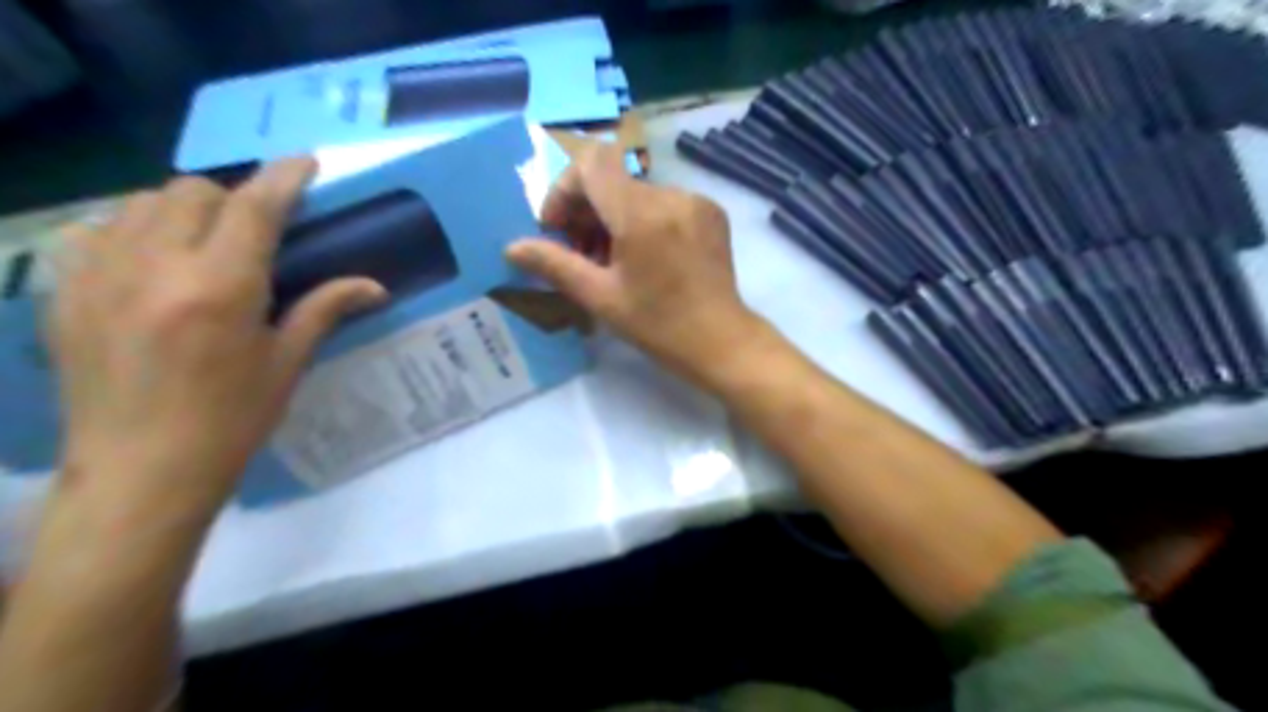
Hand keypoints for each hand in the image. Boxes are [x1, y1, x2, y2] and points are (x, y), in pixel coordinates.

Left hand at [50, 158, 385, 515]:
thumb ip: (325, 309)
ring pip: (139, 203)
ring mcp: (100, 276)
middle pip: (192, 192)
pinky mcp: (64, 292)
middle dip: (232, 198)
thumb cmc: (231, 419)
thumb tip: (375, 285)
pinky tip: (151, 261)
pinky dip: (131, 229)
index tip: (306, 162)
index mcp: (220, 288)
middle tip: (256, 228)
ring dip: (181, 209)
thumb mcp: (287, 363)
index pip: (255, 208)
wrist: (141, 471)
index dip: (284, 177)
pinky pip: (96, 231)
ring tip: (204, 241)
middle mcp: (155, 267)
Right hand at [507, 146, 760, 385]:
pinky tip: (643, 258)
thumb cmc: (658, 326)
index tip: (559, 229)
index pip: (591, 163)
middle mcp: (671, 195)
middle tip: (579, 253)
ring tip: (611, 262)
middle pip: (613, 180)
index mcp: (642, 214)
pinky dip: (642, 221)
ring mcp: (696, 202)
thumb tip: (512, 248)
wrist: (722, 342)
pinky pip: (664, 203)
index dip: (564, 189)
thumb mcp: (600, 298)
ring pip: (637, 193)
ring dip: (613, 218)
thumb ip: (554, 265)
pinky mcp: (711, 213)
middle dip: (586, 211)